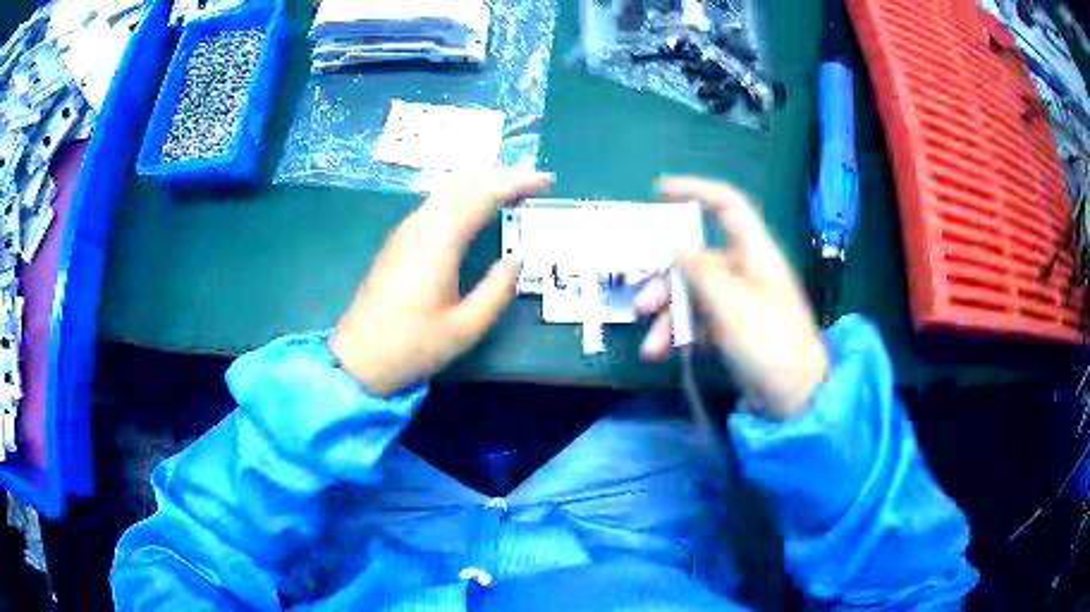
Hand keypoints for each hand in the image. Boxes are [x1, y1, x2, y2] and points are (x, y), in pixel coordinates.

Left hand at [331, 171, 551, 395]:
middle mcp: (420, 226)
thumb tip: (518, 257)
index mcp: (439, 242)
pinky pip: (434, 203)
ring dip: (480, 182)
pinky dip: (461, 195)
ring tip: (510, 187)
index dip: (515, 183)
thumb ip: (497, 289)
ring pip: (445, 190)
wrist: (359, 358)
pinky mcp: (398, 241)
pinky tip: (473, 206)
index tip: (545, 181)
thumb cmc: (413, 346)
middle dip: (500, 176)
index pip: (482, 196)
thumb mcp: (466, 327)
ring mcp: (405, 231)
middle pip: (463, 184)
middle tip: (534, 180)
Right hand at [635, 177, 828, 420]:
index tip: (658, 192)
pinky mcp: (733, 329)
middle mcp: (746, 271)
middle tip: (641, 307)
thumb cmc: (769, 344)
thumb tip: (674, 244)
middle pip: (698, 259)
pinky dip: (680, 334)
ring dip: (668, 317)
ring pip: (693, 294)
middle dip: (666, 282)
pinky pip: (699, 320)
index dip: (696, 191)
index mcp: (755, 254)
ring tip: (650, 348)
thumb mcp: (731, 306)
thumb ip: (700, 271)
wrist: (794, 399)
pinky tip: (664, 353)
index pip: (728, 206)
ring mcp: (739, 302)